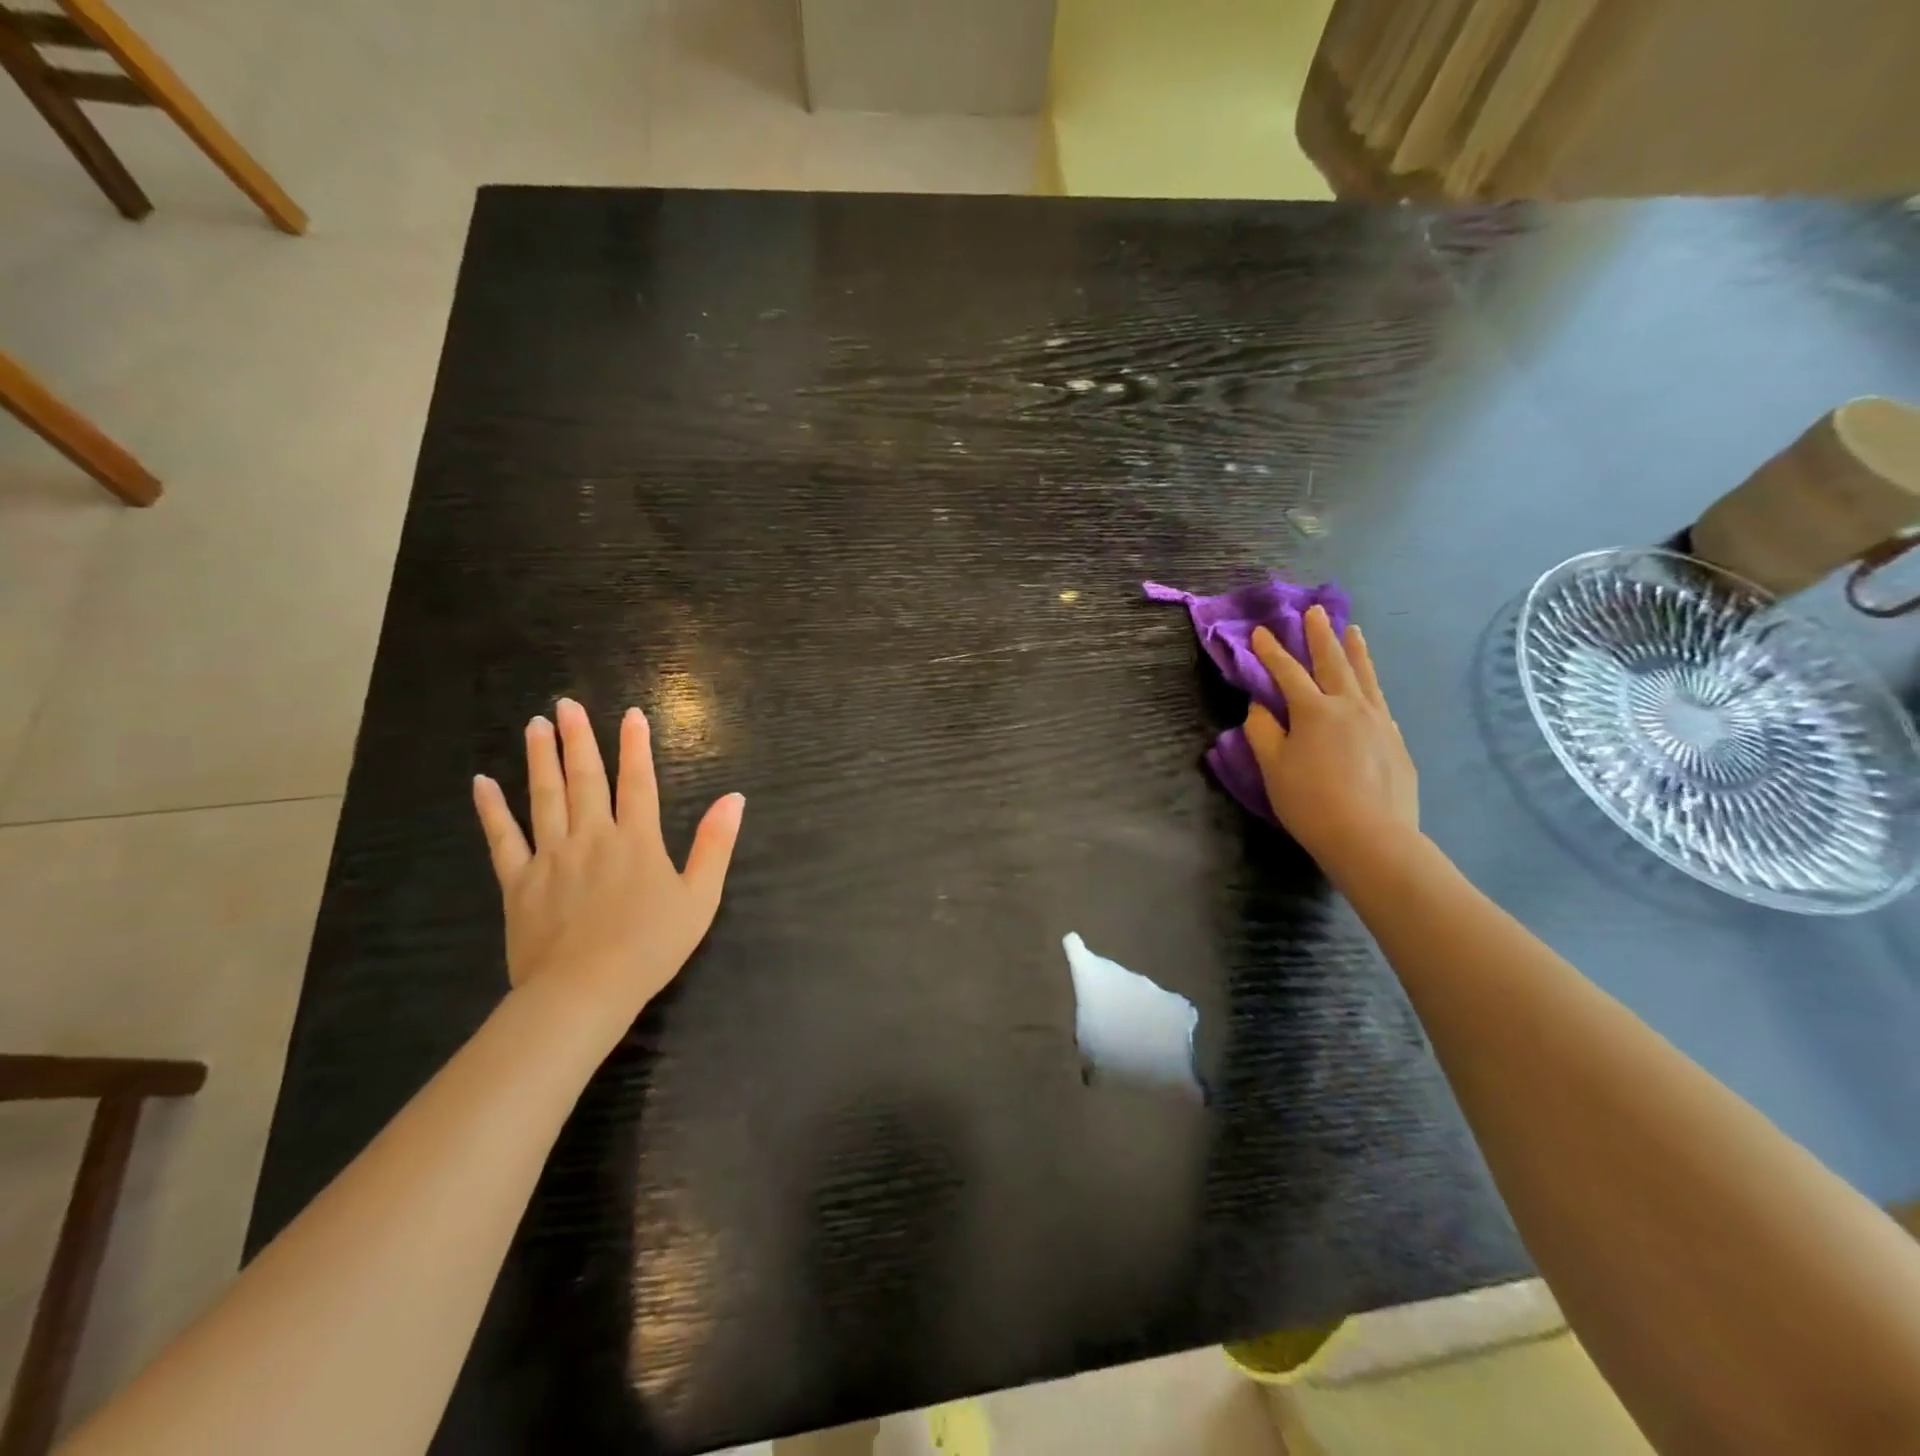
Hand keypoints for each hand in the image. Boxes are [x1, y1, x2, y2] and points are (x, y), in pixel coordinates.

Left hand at [471, 698, 743, 1029]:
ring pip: (544, 797)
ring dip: (541, 759)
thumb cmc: (651, 946)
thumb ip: (716, 845)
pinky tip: (482, 784)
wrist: (585, 990)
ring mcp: (551, 857)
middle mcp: (593, 837)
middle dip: (579, 740)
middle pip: (585, 780)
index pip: (638, 783)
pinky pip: (502, 839)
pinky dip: (492, 810)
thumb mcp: (700, 897)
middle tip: (566, 705)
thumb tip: (734, 798)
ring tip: (536, 726)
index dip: (636, 746)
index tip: (630, 714)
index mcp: (637, 840)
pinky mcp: (519, 882)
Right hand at [1244, 607, 1418, 872]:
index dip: (1271, 651)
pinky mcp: (1396, 741)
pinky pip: (1380, 702)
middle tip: (1316, 611)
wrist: (1372, 838)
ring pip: (1365, 676)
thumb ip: (1263, 732)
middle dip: (1321, 635)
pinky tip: (1369, 688)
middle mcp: (1350, 706)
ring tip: (1352, 630)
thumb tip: (1261, 707)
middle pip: (1334, 662)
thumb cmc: (1311, 803)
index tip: (1261, 632)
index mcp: (1315, 711)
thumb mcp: (1273, 768)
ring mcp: (1379, 722)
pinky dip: (1370, 686)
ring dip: (1355, 651)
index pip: (1287, 672)